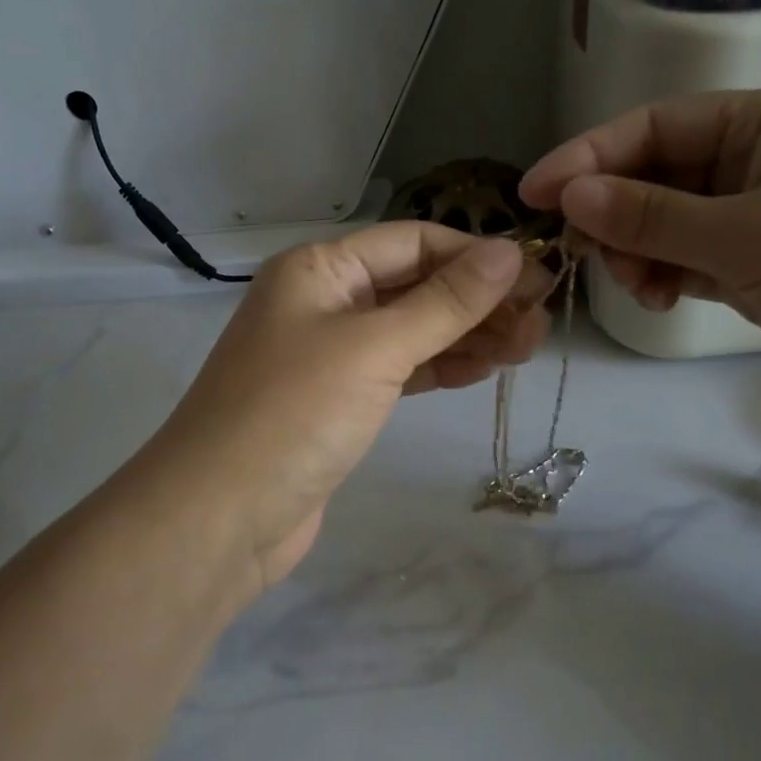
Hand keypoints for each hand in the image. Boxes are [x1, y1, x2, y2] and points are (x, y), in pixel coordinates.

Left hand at [148, 222, 550, 590]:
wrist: (220, 518)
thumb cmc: (294, 414)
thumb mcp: (375, 348)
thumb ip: (445, 302)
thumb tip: (510, 252)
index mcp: (320, 268)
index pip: (413, 241)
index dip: (476, 256)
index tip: (536, 278)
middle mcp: (325, 301)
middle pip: (416, 285)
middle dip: (478, 300)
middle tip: (540, 324)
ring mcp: (331, 353)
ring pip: (413, 329)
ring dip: (468, 334)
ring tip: (526, 348)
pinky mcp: (340, 401)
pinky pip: (401, 368)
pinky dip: (441, 366)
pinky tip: (483, 369)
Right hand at [520, 89, 760, 471]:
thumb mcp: (749, 237)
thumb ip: (651, 215)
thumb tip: (568, 194)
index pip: (655, 127)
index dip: (588, 157)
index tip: (532, 195)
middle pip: (655, 174)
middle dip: (615, 213)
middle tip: (591, 256)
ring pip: (666, 221)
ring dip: (637, 250)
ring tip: (638, 287)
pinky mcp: (760, 267)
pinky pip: (689, 258)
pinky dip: (663, 274)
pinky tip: (656, 297)